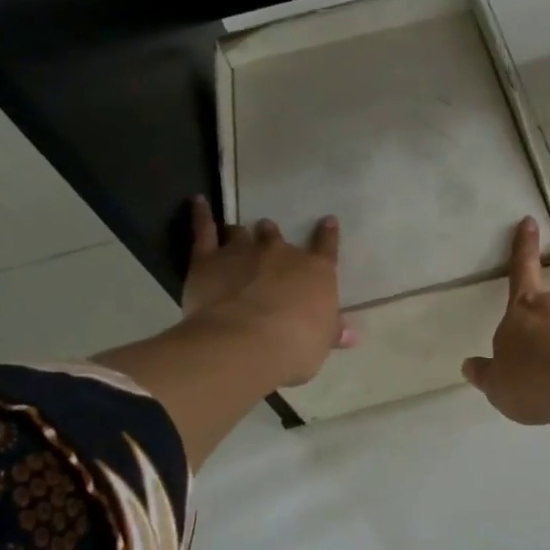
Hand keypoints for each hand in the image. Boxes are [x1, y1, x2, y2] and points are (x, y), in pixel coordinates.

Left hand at [182, 196, 356, 386]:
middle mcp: (281, 255)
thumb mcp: (321, 343)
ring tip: (238, 232)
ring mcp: (244, 252)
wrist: (246, 344)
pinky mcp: (209, 260)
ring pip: (242, 233)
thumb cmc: (295, 346)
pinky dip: (201, 215)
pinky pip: (204, 230)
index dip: (327, 235)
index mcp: (316, 272)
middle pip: (276, 237)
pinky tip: (198, 202)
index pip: (326, 247)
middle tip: (268, 238)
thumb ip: (332, 333)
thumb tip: (352, 336)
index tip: (328, 221)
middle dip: (272, 236)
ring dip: (241, 233)